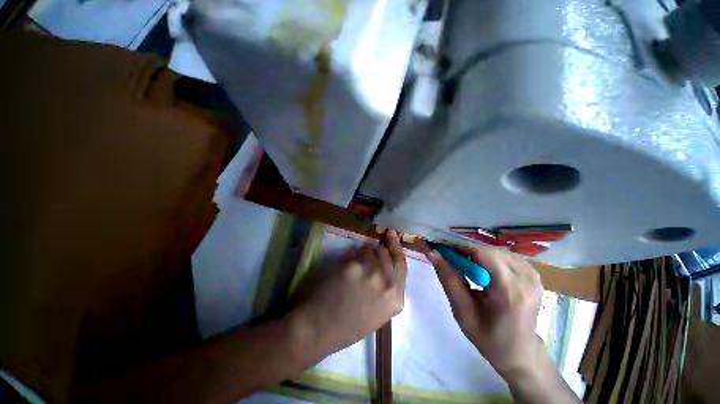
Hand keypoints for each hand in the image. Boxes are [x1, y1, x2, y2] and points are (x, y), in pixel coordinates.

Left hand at [289, 230, 406, 363]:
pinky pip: (353, 251)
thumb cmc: (348, 326)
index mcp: (395, 297)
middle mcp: (387, 282)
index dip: (395, 246)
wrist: (319, 329)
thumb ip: (387, 288)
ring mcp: (370, 271)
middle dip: (376, 250)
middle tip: (367, 252)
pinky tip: (340, 269)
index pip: (401, 263)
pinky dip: (347, 257)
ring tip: (351, 267)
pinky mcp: (353, 265)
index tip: (391, 235)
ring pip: (368, 248)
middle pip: (385, 252)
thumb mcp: (378, 312)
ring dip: (361, 253)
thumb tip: (384, 265)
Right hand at [424, 245, 543, 379]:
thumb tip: (432, 253)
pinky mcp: (534, 275)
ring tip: (466, 268)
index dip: (460, 247)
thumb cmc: (488, 337)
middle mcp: (527, 279)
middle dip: (467, 252)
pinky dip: (490, 259)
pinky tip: (484, 270)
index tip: (443, 249)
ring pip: (496, 251)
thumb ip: (448, 279)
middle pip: (489, 250)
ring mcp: (534, 276)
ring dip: (478, 255)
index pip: (483, 254)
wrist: (519, 353)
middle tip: (451, 260)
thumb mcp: (462, 311)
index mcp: (510, 291)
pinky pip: (506, 256)